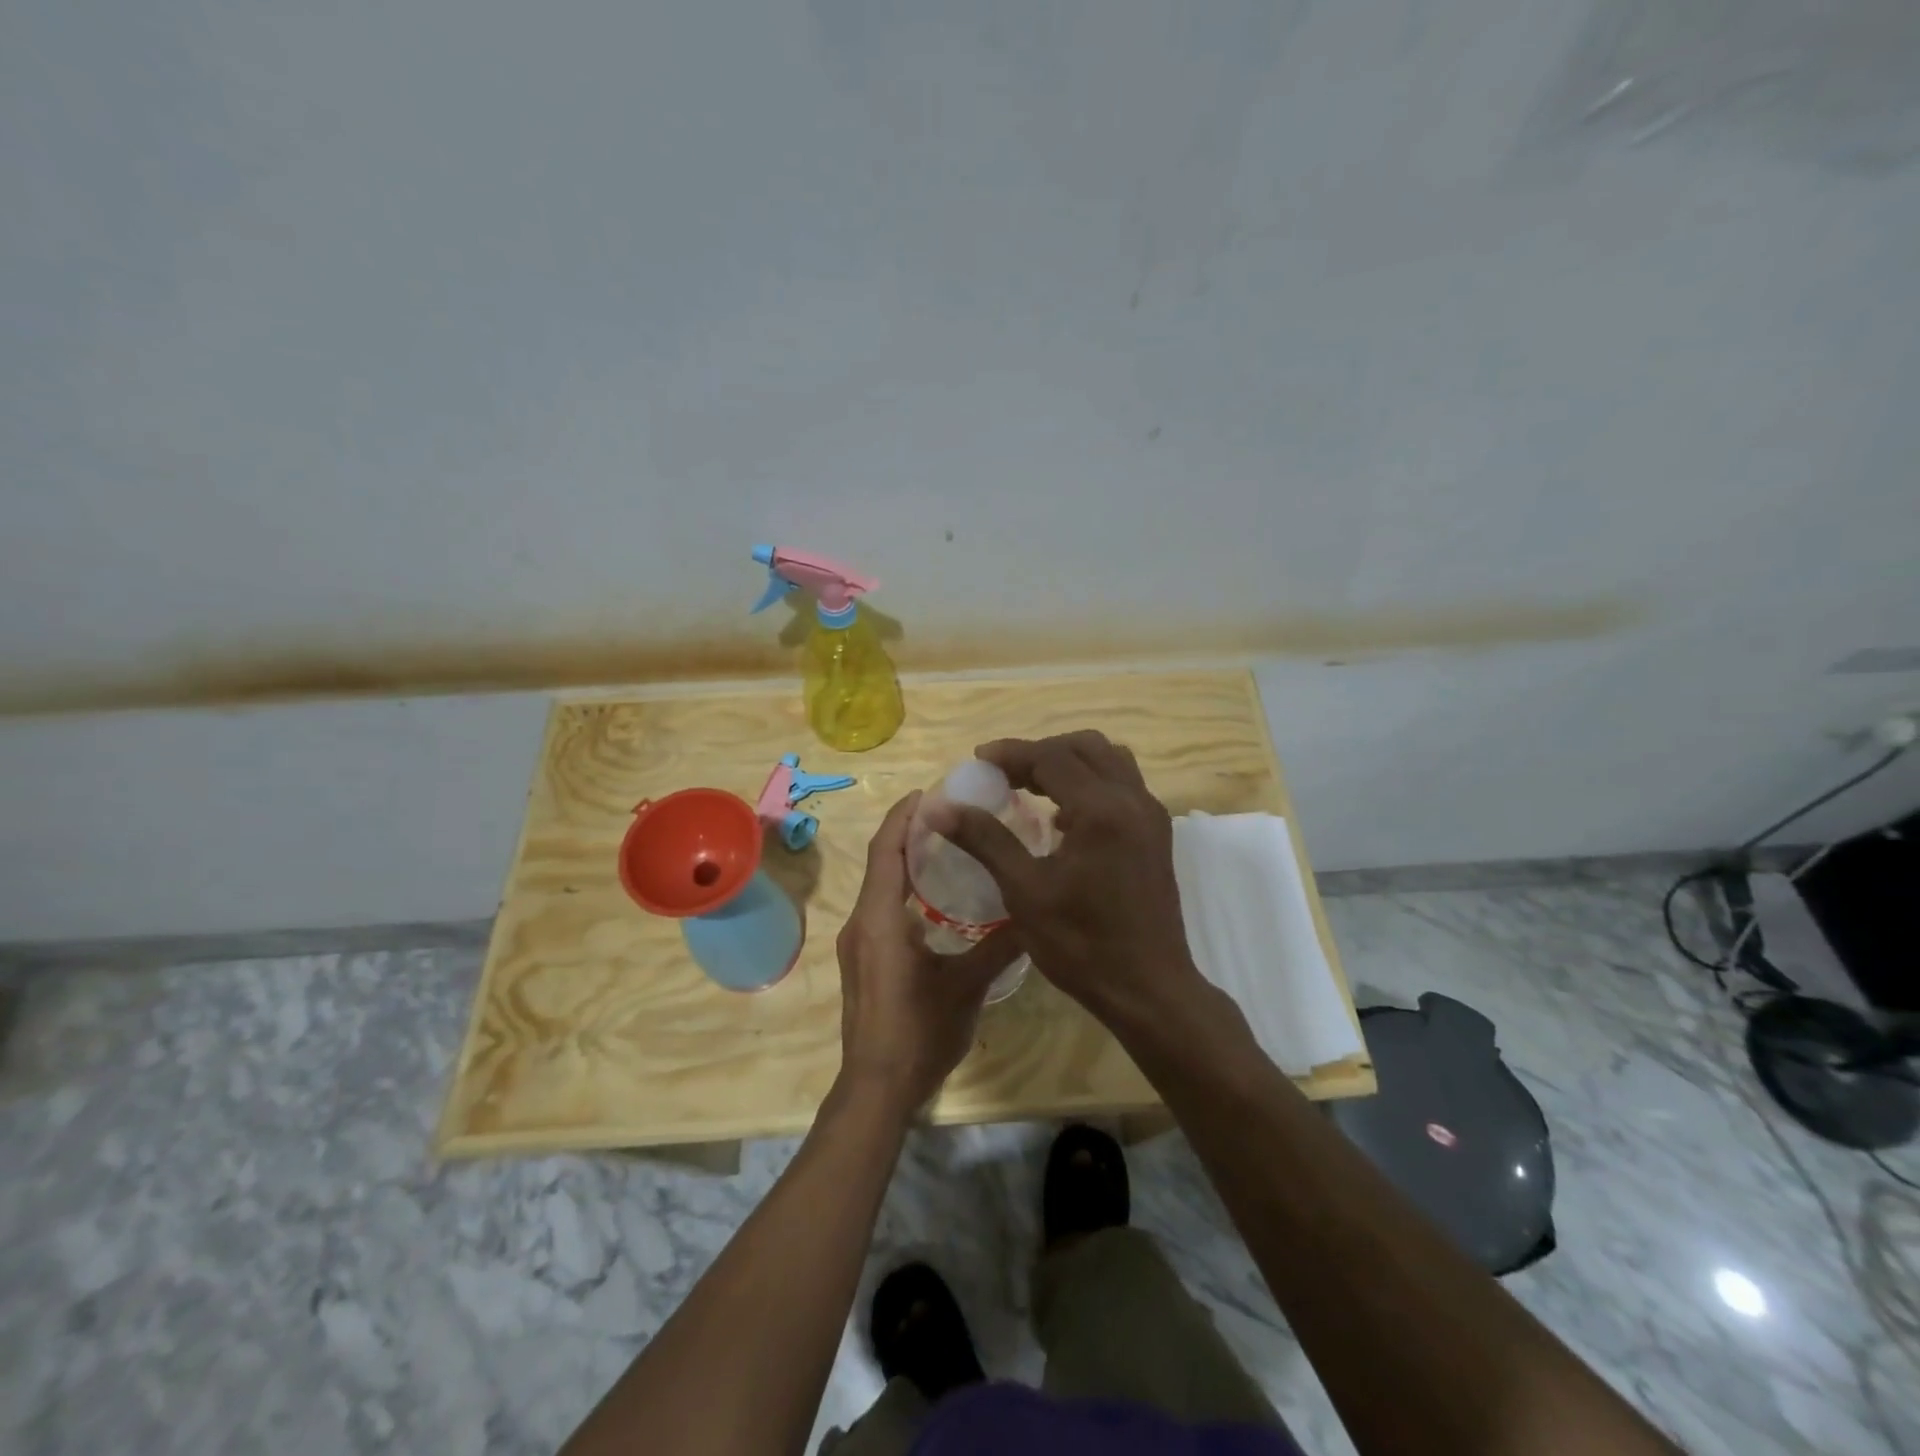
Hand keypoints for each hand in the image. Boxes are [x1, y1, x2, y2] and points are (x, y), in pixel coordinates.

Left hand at [836, 791, 1019, 1111]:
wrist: (876, 1088)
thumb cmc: (919, 1033)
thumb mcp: (966, 986)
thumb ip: (1000, 946)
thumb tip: (1034, 914)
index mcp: (879, 919)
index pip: (886, 851)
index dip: (904, 816)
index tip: (930, 792)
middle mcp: (861, 922)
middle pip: (881, 861)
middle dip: (908, 832)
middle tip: (950, 813)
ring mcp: (858, 943)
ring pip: (879, 885)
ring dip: (905, 860)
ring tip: (947, 844)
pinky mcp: (863, 960)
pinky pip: (880, 907)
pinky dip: (903, 888)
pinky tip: (935, 896)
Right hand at [940, 730, 1206, 1027]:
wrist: (1148, 989)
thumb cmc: (1081, 944)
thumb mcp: (1024, 891)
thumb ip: (984, 839)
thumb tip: (939, 807)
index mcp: (1101, 810)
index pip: (1051, 757)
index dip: (1011, 753)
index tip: (978, 761)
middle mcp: (1132, 800)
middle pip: (1085, 747)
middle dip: (1041, 752)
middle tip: (1004, 773)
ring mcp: (1151, 815)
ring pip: (1109, 761)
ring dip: (1069, 763)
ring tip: (1032, 787)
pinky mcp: (1157, 833)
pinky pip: (1122, 785)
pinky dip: (1091, 783)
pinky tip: (1064, 819)